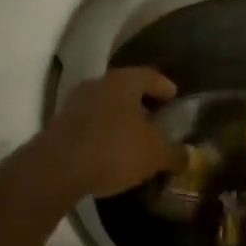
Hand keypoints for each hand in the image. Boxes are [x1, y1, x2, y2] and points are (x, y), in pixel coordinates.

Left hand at [33, 68, 186, 202]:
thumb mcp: (154, 155)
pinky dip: (102, 132)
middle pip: (126, 89)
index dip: (164, 86)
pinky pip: (89, 123)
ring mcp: (75, 103)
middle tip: (156, 119)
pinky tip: (110, 151)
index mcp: (124, 81)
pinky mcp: (59, 125)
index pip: (150, 76)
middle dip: (141, 103)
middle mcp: (99, 84)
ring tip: (133, 137)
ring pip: (106, 105)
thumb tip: (190, 155)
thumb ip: (175, 153)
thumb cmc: (113, 150)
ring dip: (120, 118)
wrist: (56, 169)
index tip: (174, 97)